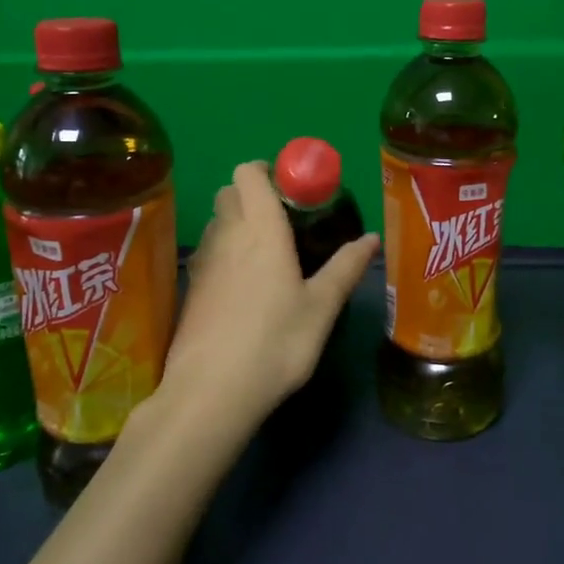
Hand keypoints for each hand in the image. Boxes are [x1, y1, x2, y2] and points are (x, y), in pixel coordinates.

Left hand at [162, 161, 378, 425]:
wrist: (211, 392)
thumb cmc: (275, 343)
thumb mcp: (321, 307)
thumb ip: (346, 268)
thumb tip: (372, 238)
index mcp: (260, 229)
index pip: (248, 173)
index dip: (266, 170)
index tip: (292, 188)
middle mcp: (226, 235)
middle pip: (229, 192)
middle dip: (253, 194)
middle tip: (286, 220)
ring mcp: (204, 262)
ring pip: (217, 222)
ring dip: (237, 222)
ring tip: (268, 253)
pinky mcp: (191, 289)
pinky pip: (209, 252)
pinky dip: (226, 252)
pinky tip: (246, 287)